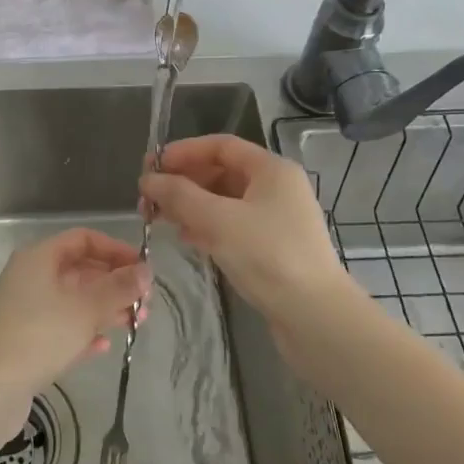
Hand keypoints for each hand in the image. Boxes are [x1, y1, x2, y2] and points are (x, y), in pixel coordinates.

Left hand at [0, 228, 149, 406]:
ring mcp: (21, 309)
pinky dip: (82, 331)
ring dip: (103, 309)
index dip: (115, 250)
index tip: (142, 269)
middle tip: (144, 303)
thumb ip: (119, 288)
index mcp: (37, 258)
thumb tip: (146, 271)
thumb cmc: (40, 336)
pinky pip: (58, 326)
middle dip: (113, 284)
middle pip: (78, 270)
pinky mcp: (21, 339)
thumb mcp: (86, 309)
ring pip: (70, 300)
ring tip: (134, 325)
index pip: (82, 239)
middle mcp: (27, 276)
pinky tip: (102, 346)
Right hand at [140, 135, 347, 318]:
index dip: (183, 152)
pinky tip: (185, 239)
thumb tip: (147, 179)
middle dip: (183, 182)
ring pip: (224, 201)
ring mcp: (276, 219)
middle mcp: (276, 188)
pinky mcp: (272, 247)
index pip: (220, 146)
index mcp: (271, 169)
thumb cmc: (268, 256)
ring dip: (190, 205)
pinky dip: (206, 227)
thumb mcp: (218, 220)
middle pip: (221, 172)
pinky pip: (232, 225)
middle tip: (148, 198)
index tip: (151, 166)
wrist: (315, 317)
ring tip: (158, 219)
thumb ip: (179, 196)